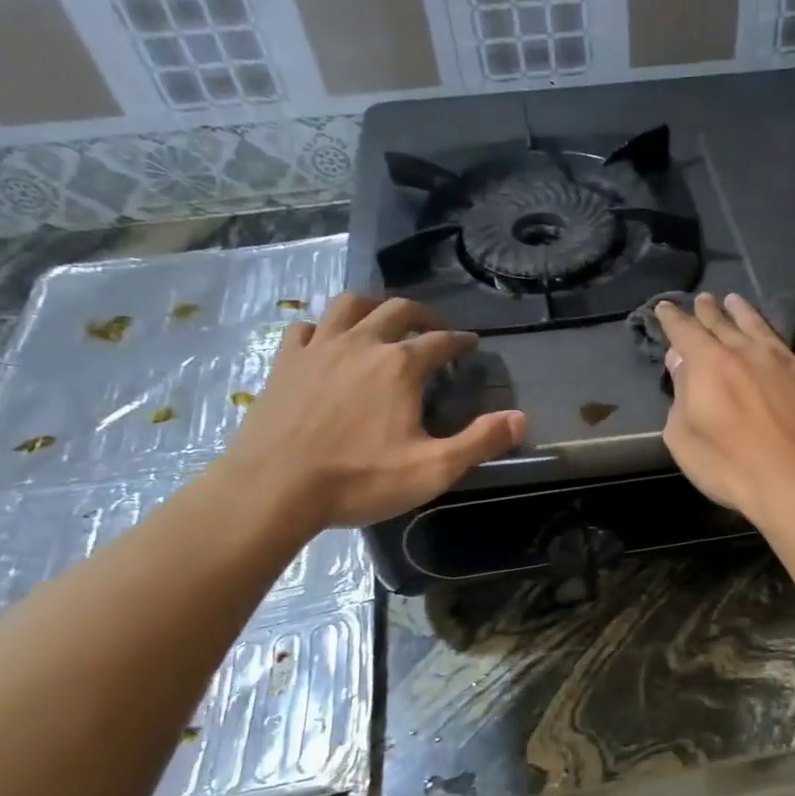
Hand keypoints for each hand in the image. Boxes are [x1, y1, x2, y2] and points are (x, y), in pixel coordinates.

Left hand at [217, 294, 524, 531]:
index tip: (471, 343)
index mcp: (400, 366)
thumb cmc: (359, 479)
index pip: (440, 341)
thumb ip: (480, 441)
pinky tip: (326, 342)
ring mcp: (318, 349)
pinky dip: (322, 328)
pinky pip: (305, 328)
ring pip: (348, 306)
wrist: (273, 489)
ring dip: (372, 306)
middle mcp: (361, 344)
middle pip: (396, 310)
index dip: (460, 340)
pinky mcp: (285, 363)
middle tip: (433, 326)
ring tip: (381, 318)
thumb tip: (521, 419)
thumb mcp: (433, 469)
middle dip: (421, 313)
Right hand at [655, 292, 794, 522]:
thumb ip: (680, 395)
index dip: (672, 318)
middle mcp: (745, 352)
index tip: (664, 307)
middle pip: (722, 323)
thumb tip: (680, 360)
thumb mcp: (684, 438)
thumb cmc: (730, 466)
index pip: (685, 332)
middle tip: (703, 299)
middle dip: (708, 311)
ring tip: (735, 299)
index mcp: (709, 364)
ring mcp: (783, 361)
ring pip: (760, 326)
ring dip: (745, 311)